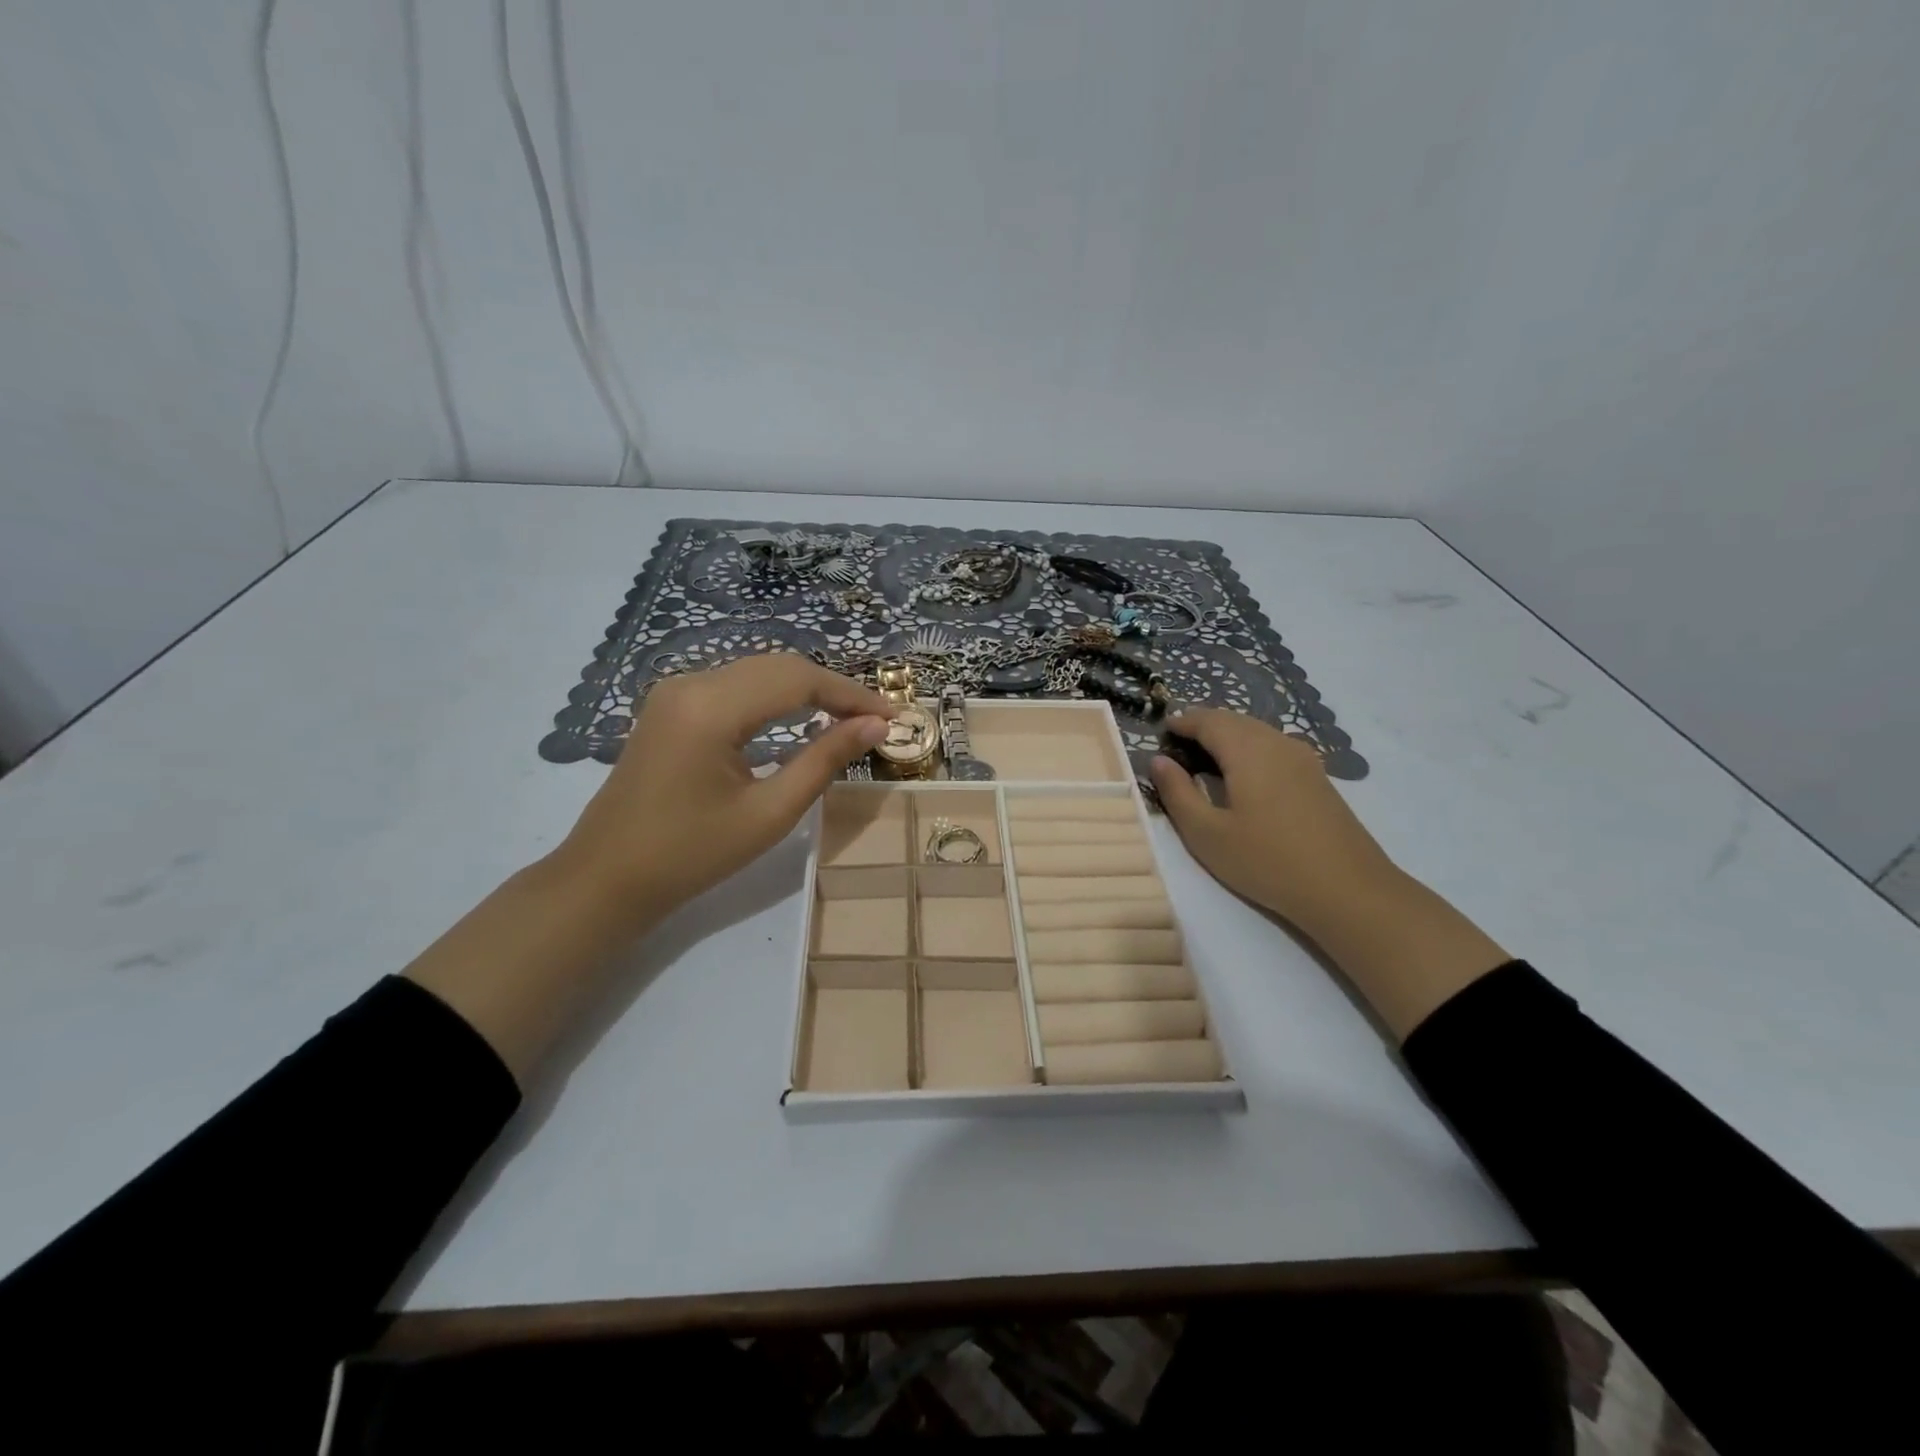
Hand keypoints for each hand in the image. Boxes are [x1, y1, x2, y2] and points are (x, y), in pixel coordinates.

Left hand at [558, 654, 890, 924]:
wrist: (608, 877)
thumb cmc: (692, 854)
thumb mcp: (769, 812)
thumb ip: (824, 760)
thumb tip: (875, 726)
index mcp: (711, 707)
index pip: (798, 680)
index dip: (850, 694)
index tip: (892, 716)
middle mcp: (691, 683)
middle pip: (779, 666)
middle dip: (832, 689)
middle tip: (876, 719)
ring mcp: (676, 690)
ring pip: (758, 671)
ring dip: (806, 690)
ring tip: (848, 719)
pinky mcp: (671, 704)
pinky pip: (736, 685)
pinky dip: (775, 697)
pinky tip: (801, 718)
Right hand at [1148, 709, 1397, 939]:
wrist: (1348, 889)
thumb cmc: (1267, 861)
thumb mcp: (1207, 834)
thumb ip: (1178, 793)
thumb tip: (1158, 760)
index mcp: (1247, 750)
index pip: (1208, 720)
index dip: (1182, 722)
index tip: (1161, 730)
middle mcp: (1277, 743)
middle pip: (1235, 720)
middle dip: (1204, 725)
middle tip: (1178, 742)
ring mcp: (1303, 759)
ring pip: (1257, 732)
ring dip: (1228, 736)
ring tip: (1205, 757)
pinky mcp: (1317, 778)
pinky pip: (1274, 747)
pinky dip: (1249, 749)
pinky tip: (1243, 775)